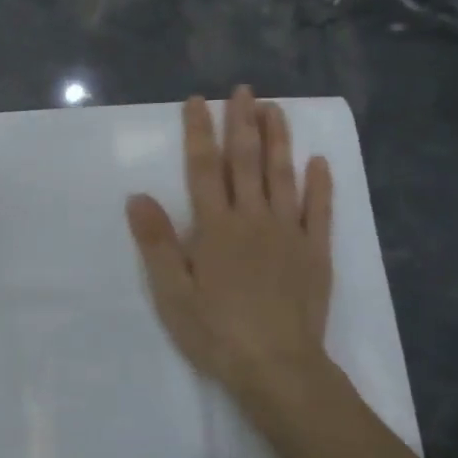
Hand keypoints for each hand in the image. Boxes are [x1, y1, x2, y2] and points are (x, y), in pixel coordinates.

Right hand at [126, 87, 339, 421]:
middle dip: (242, 122)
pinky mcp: (315, 252)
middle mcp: (253, 219)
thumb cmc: (216, 332)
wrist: (278, 368)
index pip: (204, 168)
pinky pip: (319, 210)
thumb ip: (157, 243)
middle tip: (243, 89)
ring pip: (283, 176)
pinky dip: (320, 184)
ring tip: (275, 109)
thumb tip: (137, 196)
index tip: (197, 101)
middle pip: (246, 161)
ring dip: (278, 140)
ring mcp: (289, 233)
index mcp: (216, 227)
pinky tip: (319, 162)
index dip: (199, 132)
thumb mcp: (172, 293)